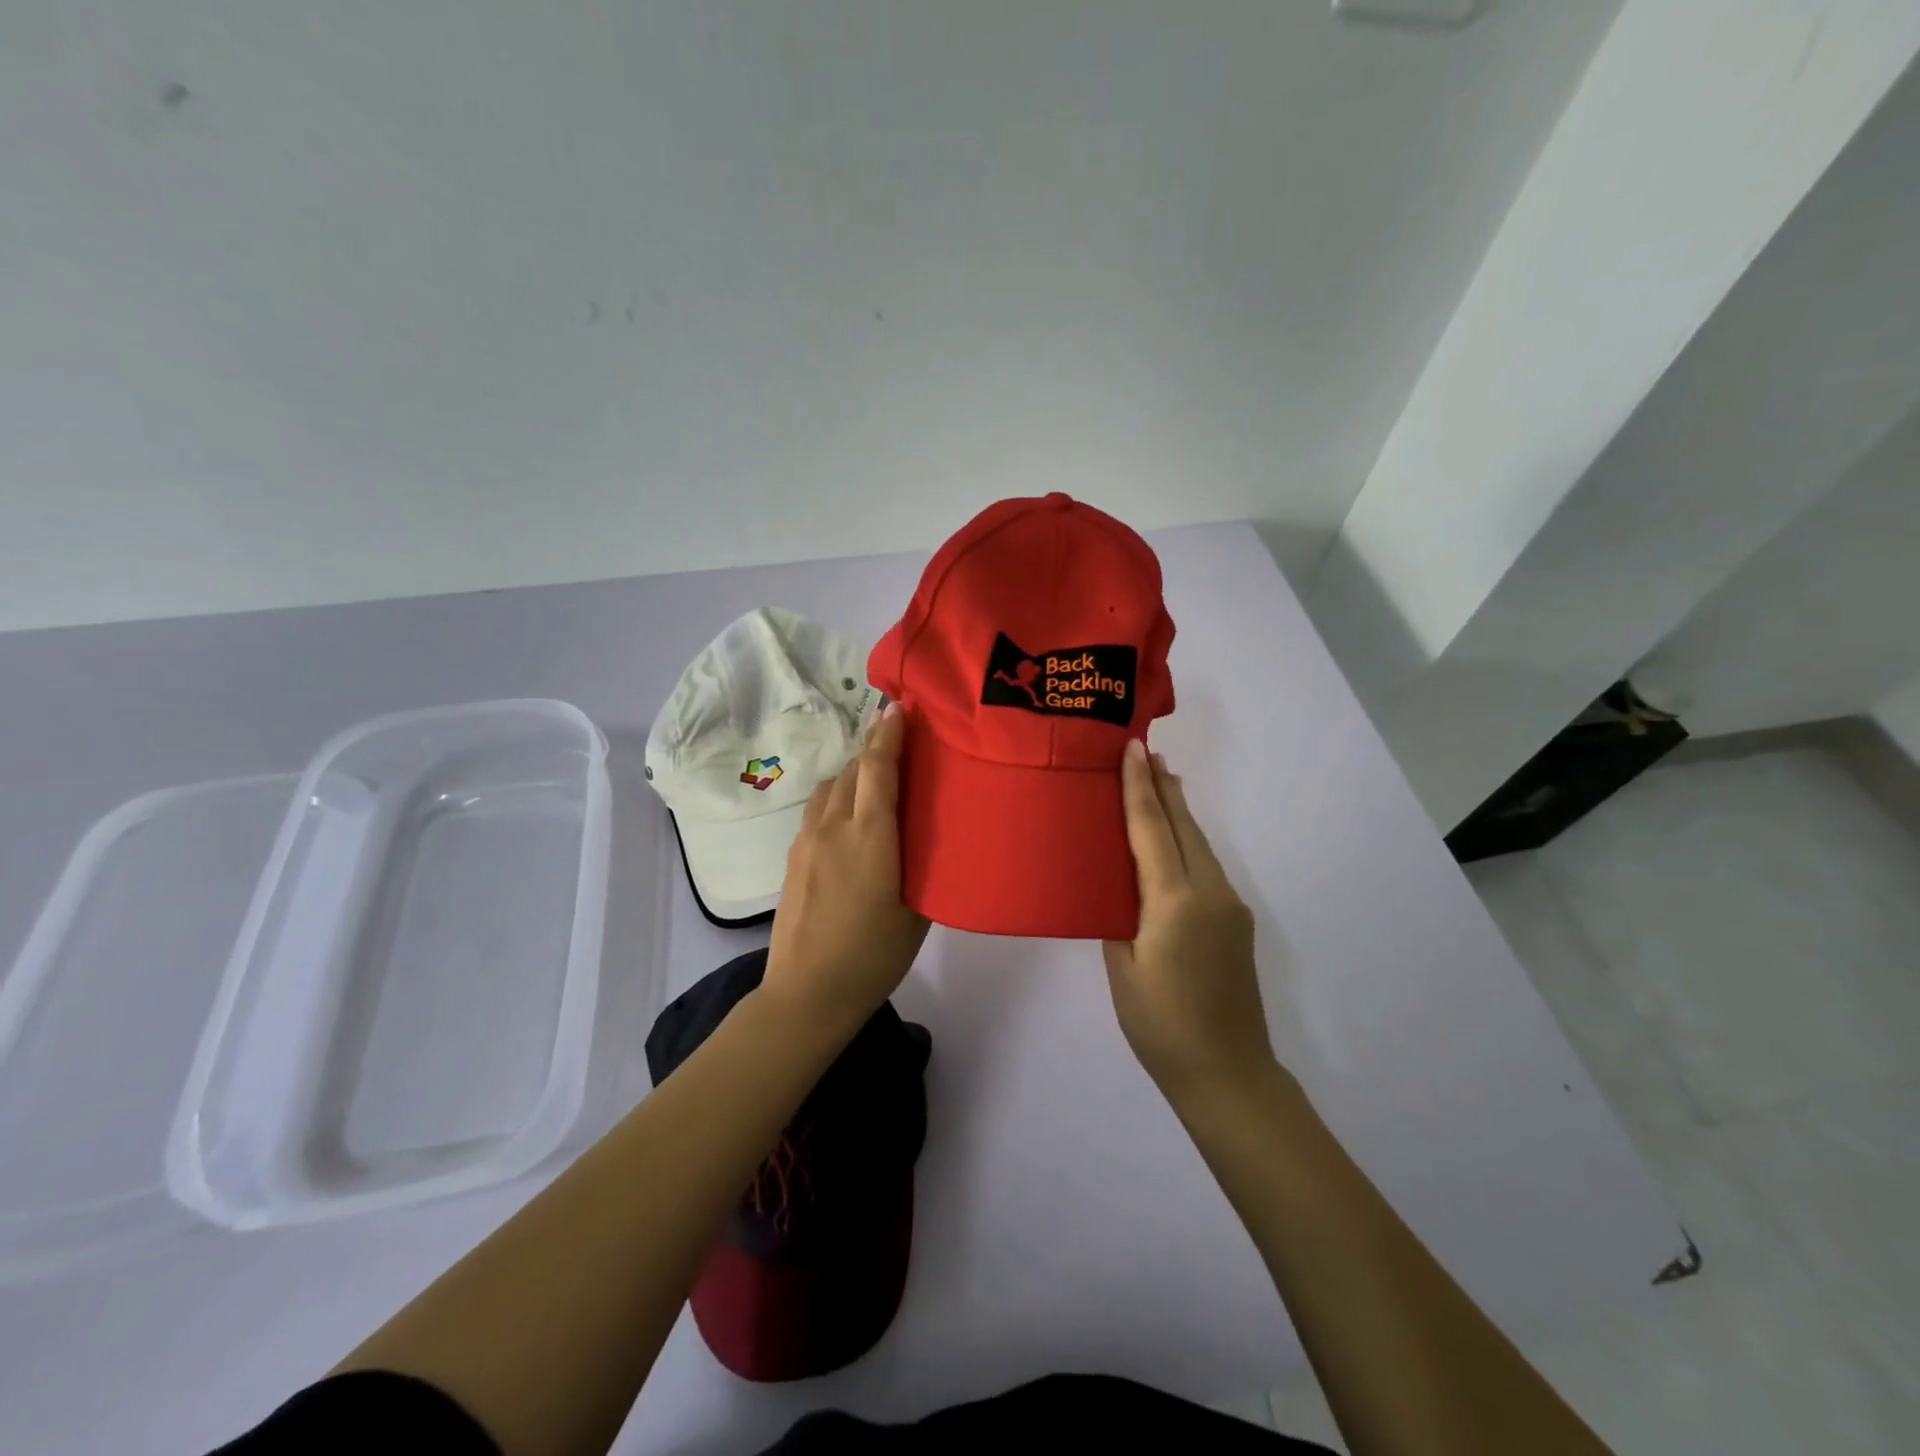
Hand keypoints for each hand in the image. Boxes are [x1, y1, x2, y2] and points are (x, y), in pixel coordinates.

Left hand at [763, 702, 929, 1034]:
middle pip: (853, 769)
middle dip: (875, 749)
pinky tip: (851, 820)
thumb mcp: (918, 911)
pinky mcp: (793, 858)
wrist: (807, 994)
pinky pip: (818, 810)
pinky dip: (838, 798)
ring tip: (876, 782)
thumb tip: (927, 835)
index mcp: (870, 835)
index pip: (878, 767)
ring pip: (831, 787)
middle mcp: (834, 827)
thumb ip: (922, 863)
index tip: (900, 707)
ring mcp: (807, 841)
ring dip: (854, 774)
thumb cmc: (874, 955)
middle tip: (901, 743)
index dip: (889, 733)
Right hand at [1104, 740, 1277, 1102]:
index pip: (1152, 830)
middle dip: (1164, 787)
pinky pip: (1207, 866)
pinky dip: (1188, 841)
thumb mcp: (1122, 969)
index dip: (1139, 788)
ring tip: (1161, 780)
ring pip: (1199, 844)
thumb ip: (1120, 918)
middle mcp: (1209, 892)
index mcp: (1174, 902)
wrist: (1229, 1073)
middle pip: (1183, 826)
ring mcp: (1229, 905)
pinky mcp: (1236, 921)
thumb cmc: (1160, 1026)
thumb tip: (1120, 889)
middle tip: (1146, 751)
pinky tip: (1176, 839)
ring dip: (1178, 811)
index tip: (1133, 749)